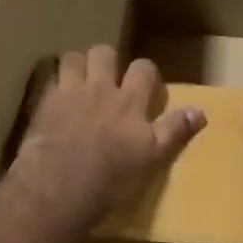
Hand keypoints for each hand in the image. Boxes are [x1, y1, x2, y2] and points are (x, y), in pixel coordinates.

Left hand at [10, 46, 205, 222]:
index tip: (146, 85)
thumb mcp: (152, 158)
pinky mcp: (43, 105)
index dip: (145, 72)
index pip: (143, 69)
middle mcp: (100, 89)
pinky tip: (53, 97)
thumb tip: (200, 111)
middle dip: (107, 60)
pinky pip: (47, 80)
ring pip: (72, 58)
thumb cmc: (111, 178)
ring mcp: (68, 93)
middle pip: (104, 53)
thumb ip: (174, 131)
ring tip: (79, 81)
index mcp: (130, 101)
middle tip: (107, 78)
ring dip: (77, 65)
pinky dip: (52, 83)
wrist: (58, 189)